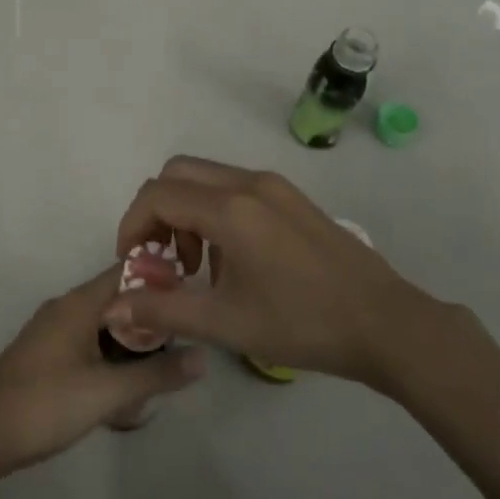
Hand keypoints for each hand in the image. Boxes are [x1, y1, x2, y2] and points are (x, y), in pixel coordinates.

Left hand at [0, 266, 205, 485]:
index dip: (162, 280)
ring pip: (104, 327)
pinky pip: (89, 346)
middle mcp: (67, 307)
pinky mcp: (46, 356)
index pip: (129, 272)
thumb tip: (203, 356)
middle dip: (150, 324)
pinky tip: (123, 398)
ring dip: (131, 349)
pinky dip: (110, 362)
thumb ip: (156, 375)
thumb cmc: (44, 405)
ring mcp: (53, 332)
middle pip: (119, 301)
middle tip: (181, 350)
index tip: (193, 299)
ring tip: (157, 379)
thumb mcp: (107, 393)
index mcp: (79, 303)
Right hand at [109, 155, 461, 384]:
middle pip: (177, 174)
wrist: (386, 323)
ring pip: (206, 177)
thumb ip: (164, 309)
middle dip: (157, 212)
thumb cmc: (302, 324)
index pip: (157, 195)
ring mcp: (273, 185)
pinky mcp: (291, 196)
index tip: (133, 262)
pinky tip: (234, 260)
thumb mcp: (226, 323)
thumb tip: (113, 308)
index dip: (133, 224)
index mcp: (230, 209)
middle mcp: (248, 183)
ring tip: (201, 267)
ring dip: (186, 211)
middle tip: (164, 259)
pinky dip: (214, 210)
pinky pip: (235, 187)